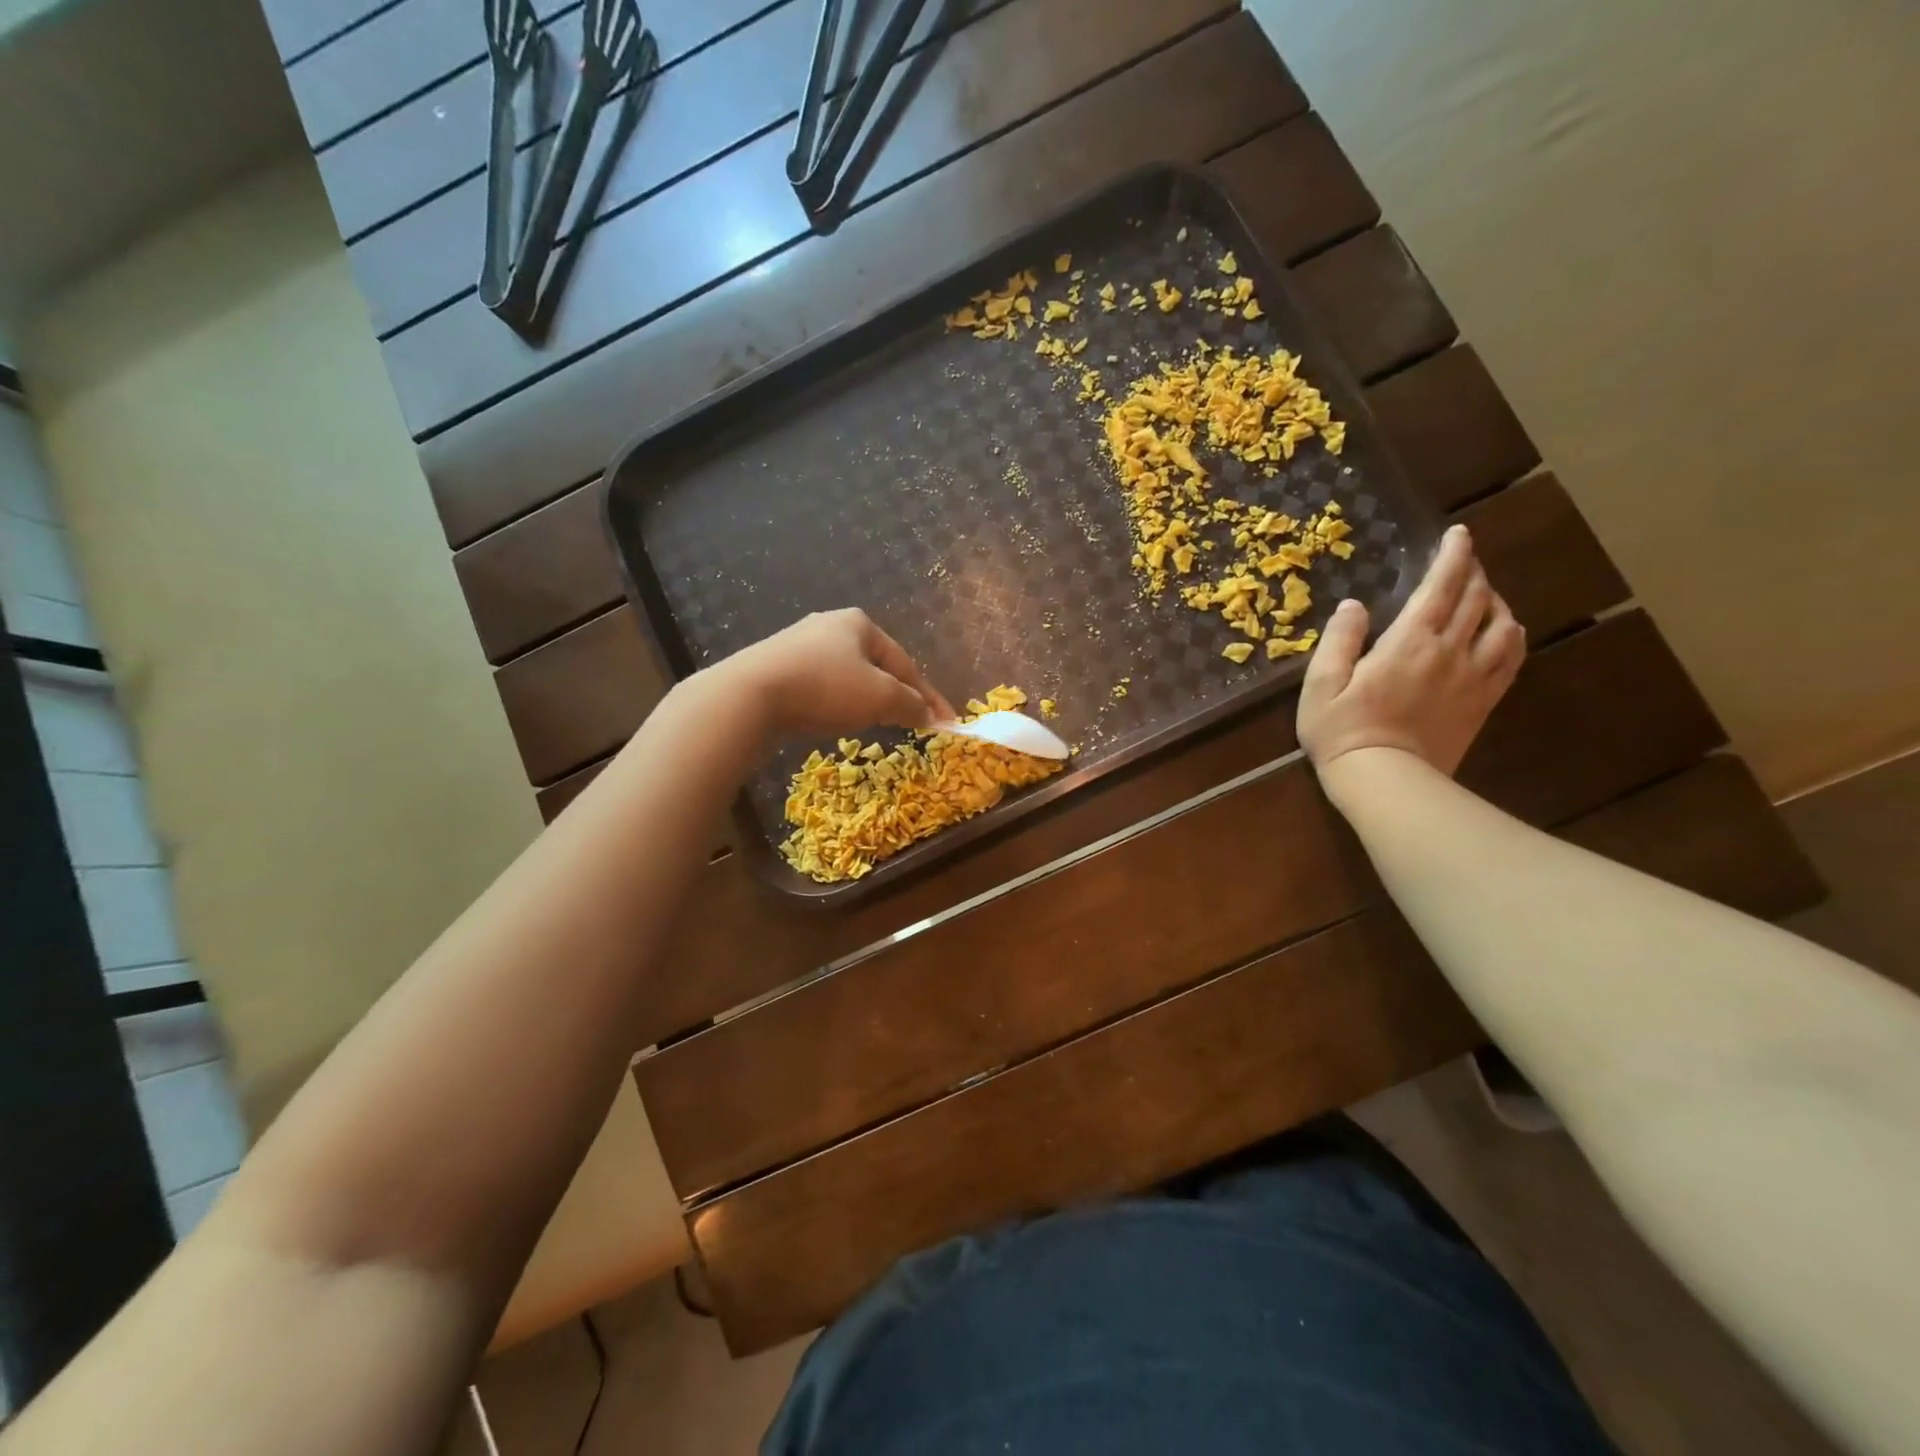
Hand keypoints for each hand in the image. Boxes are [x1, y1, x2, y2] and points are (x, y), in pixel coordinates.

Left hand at [721, 609, 955, 739]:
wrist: (748, 695)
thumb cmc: (825, 687)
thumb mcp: (880, 697)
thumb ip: (911, 705)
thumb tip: (928, 715)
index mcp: (860, 623)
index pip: (906, 664)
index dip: (929, 697)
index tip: (946, 723)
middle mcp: (829, 626)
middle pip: (876, 668)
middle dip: (895, 696)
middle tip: (909, 723)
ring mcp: (797, 645)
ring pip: (846, 678)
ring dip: (865, 701)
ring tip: (872, 725)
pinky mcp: (774, 668)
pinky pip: (818, 687)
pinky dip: (834, 704)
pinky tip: (830, 720)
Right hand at [1297, 524, 1525, 782]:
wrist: (1385, 781)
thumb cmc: (1342, 730)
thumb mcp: (1321, 684)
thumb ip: (1338, 640)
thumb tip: (1354, 605)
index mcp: (1409, 642)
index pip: (1441, 586)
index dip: (1452, 556)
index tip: (1458, 534)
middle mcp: (1450, 651)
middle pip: (1476, 599)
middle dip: (1472, 572)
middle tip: (1464, 559)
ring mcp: (1473, 678)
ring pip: (1502, 624)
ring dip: (1495, 600)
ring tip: (1483, 594)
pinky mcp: (1483, 702)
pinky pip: (1511, 659)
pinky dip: (1511, 636)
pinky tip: (1503, 632)